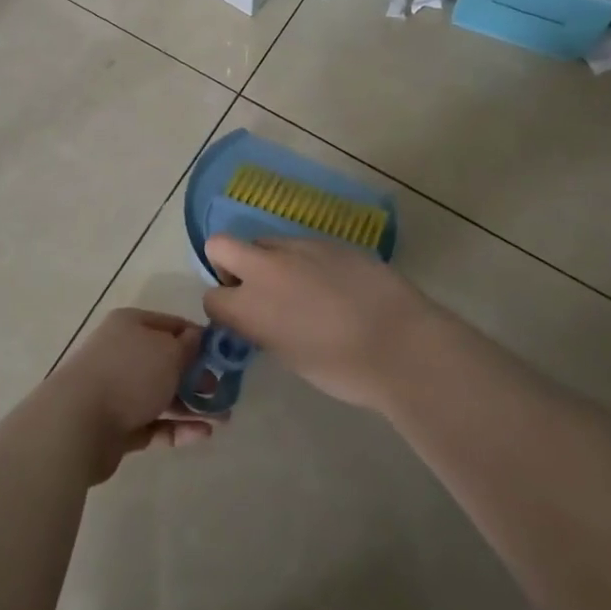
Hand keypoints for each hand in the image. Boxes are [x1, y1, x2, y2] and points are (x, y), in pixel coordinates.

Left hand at [38, 309, 216, 483]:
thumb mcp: (168, 352)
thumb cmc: (129, 374)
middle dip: (197, 377)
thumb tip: (196, 338)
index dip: (198, 338)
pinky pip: (153, 423)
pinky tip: (202, 435)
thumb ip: (188, 346)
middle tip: (224, 392)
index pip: (171, 325)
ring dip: (192, 405)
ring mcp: (118, 390)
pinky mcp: (118, 425)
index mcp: (131, 325)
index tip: (223, 356)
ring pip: (162, 395)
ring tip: (222, 419)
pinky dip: (176, 428)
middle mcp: (123, 352)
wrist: (78, 423)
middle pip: (166, 362)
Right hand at [203, 234, 438, 412]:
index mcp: (249, 307)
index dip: (224, 306)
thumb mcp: (289, 356)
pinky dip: (307, 261)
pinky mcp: (327, 240)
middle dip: (228, 262)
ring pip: (265, 242)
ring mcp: (297, 248)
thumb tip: (264, 316)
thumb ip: (264, 328)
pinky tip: (335, 284)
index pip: (211, 296)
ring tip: (304, 288)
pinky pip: (302, 245)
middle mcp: (264, 269)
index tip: (242, 318)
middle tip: (256, 287)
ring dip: (272, 261)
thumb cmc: (342, 369)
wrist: (399, 344)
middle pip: (220, 244)